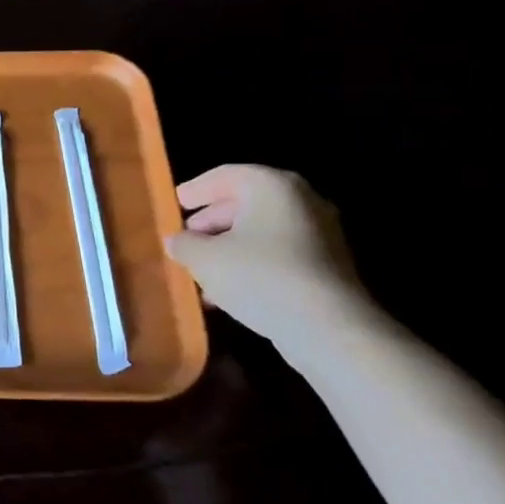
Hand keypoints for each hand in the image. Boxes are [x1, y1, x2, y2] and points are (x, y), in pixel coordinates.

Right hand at [164, 165, 369, 344]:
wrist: (328, 327)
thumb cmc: (260, 276)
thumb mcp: (205, 259)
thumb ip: (184, 244)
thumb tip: (176, 240)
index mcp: (272, 186)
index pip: (226, 175)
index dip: (197, 188)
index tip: (176, 202)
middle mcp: (301, 201)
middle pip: (246, 202)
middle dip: (212, 221)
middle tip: (186, 237)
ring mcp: (319, 234)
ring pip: (261, 232)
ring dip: (229, 247)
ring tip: (200, 269)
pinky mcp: (326, 266)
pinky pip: (278, 254)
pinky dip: (250, 264)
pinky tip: (226, 290)